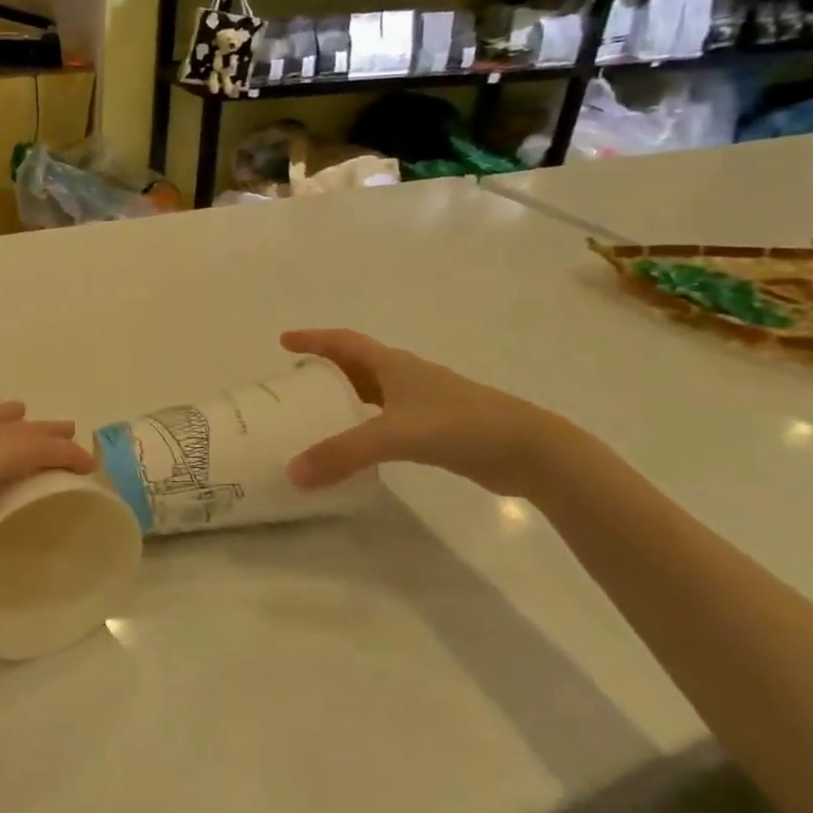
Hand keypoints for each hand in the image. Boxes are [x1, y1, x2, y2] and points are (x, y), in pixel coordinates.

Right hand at [282, 329, 560, 497]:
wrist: (528, 450)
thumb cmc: (460, 425)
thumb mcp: (395, 435)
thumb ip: (342, 453)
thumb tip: (292, 473)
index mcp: (393, 365)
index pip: (344, 342)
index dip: (313, 339)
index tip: (284, 341)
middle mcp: (405, 377)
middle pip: (356, 365)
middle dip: (324, 368)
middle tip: (294, 383)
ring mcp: (422, 403)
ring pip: (372, 393)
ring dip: (344, 397)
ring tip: (315, 414)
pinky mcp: (434, 429)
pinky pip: (386, 419)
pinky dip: (364, 425)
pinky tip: (356, 446)